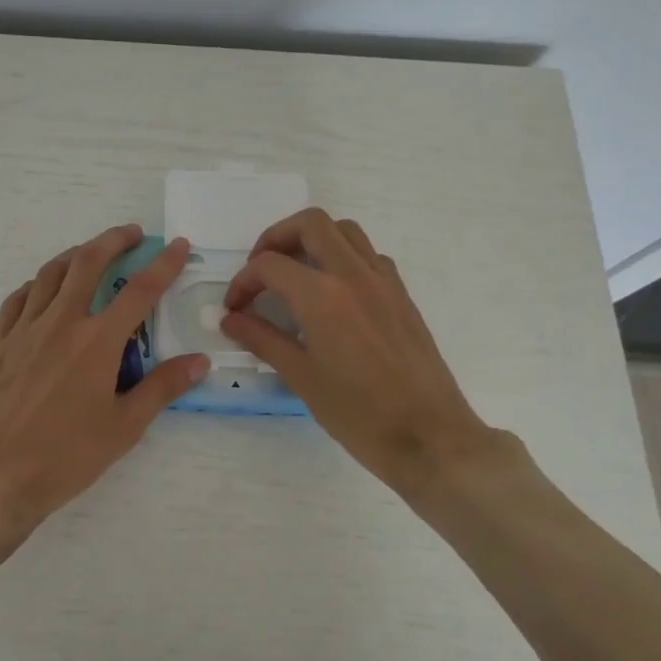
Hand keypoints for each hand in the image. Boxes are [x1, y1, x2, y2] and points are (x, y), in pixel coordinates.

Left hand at [0, 225, 209, 558]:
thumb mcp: (123, 428)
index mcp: (96, 342)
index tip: (178, 245)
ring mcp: (23, 330)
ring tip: (91, 253)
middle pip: (88, 263)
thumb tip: (199, 361)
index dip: (163, 264)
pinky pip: (18, 299)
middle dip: (113, 240)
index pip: (139, 291)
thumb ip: (162, 388)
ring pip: (50, 273)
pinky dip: (37, 284)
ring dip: (75, 255)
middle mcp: (60, 323)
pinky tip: (44, 290)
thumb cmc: (64, 458)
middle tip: (132, 234)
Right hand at [220, 208, 525, 500]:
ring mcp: (383, 281)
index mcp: (322, 296)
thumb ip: (262, 340)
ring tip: (295, 272)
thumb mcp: (301, 378)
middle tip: (261, 269)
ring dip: (313, 239)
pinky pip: (368, 255)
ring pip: (344, 231)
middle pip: (310, 224)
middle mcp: (353, 274)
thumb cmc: (359, 414)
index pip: (269, 265)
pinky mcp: (402, 294)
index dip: (243, 282)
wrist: (430, 437)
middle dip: (276, 237)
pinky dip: (343, 257)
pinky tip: (333, 292)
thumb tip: (231, 320)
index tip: (235, 308)